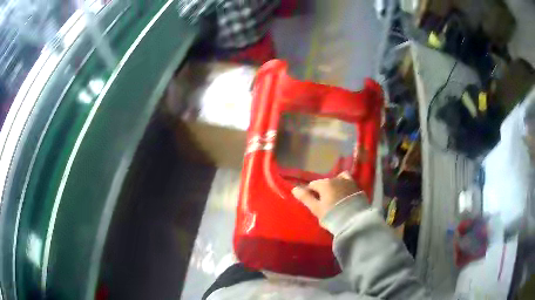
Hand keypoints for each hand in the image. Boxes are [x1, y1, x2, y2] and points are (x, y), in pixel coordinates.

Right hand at [291, 172, 360, 218]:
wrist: (354, 221)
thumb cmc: (332, 215)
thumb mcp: (316, 209)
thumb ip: (305, 198)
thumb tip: (294, 189)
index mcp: (324, 184)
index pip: (312, 185)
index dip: (309, 193)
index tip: (311, 203)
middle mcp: (336, 179)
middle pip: (324, 182)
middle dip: (322, 190)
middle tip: (323, 203)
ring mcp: (348, 181)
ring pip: (336, 180)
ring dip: (333, 186)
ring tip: (334, 197)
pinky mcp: (357, 187)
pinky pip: (348, 181)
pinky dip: (344, 184)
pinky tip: (344, 191)